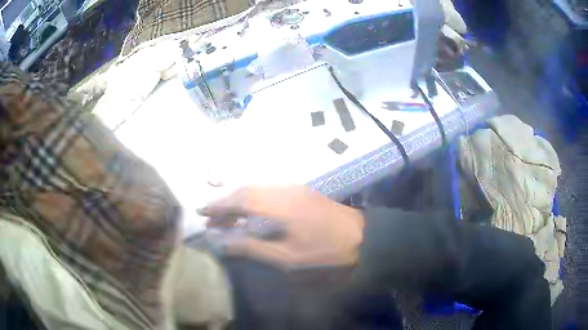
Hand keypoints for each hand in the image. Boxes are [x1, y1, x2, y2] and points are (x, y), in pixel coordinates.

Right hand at [197, 185, 364, 268]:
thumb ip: (254, 248)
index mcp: (280, 206)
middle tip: (210, 217)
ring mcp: (293, 187)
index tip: (202, 212)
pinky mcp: (299, 189)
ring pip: (256, 187)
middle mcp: (284, 190)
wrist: (360, 235)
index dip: (219, 205)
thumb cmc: (325, 251)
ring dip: (237, 199)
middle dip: (225, 202)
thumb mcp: (288, 258)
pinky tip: (247, 210)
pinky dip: (252, 198)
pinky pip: (268, 189)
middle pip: (246, 190)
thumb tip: (224, 243)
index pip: (240, 200)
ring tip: (224, 216)